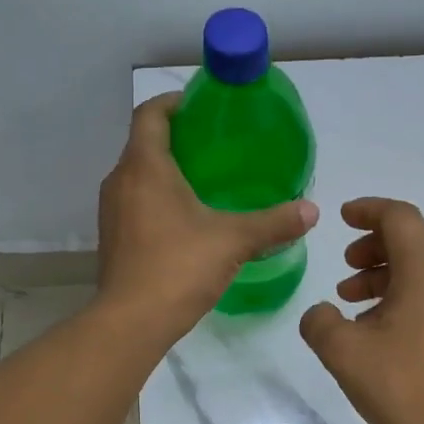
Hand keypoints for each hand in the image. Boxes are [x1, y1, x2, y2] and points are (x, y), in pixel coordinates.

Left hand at [96, 93, 317, 342]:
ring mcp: (111, 211)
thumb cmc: (179, 267)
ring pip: (138, 175)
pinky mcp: (112, 237)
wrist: (131, 322)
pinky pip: (135, 202)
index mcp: (145, 167)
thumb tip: (312, 210)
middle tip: (216, 146)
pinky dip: (157, 199)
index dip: (173, 102)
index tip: (201, 106)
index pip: (151, 114)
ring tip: (205, 182)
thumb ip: (274, 223)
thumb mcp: (234, 241)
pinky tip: (186, 220)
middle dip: (176, 138)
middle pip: (144, 143)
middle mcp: (120, 180)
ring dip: (165, 171)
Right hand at [299, 198, 423, 423]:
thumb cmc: (401, 387)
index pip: (399, 217)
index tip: (341, 217)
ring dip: (385, 271)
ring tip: (350, 299)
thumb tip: (321, 313)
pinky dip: (402, 292)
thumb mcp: (343, 352)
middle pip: (413, 238)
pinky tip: (375, 325)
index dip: (368, 210)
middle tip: (344, 265)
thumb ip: (319, 321)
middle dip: (374, 243)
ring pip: (422, 266)